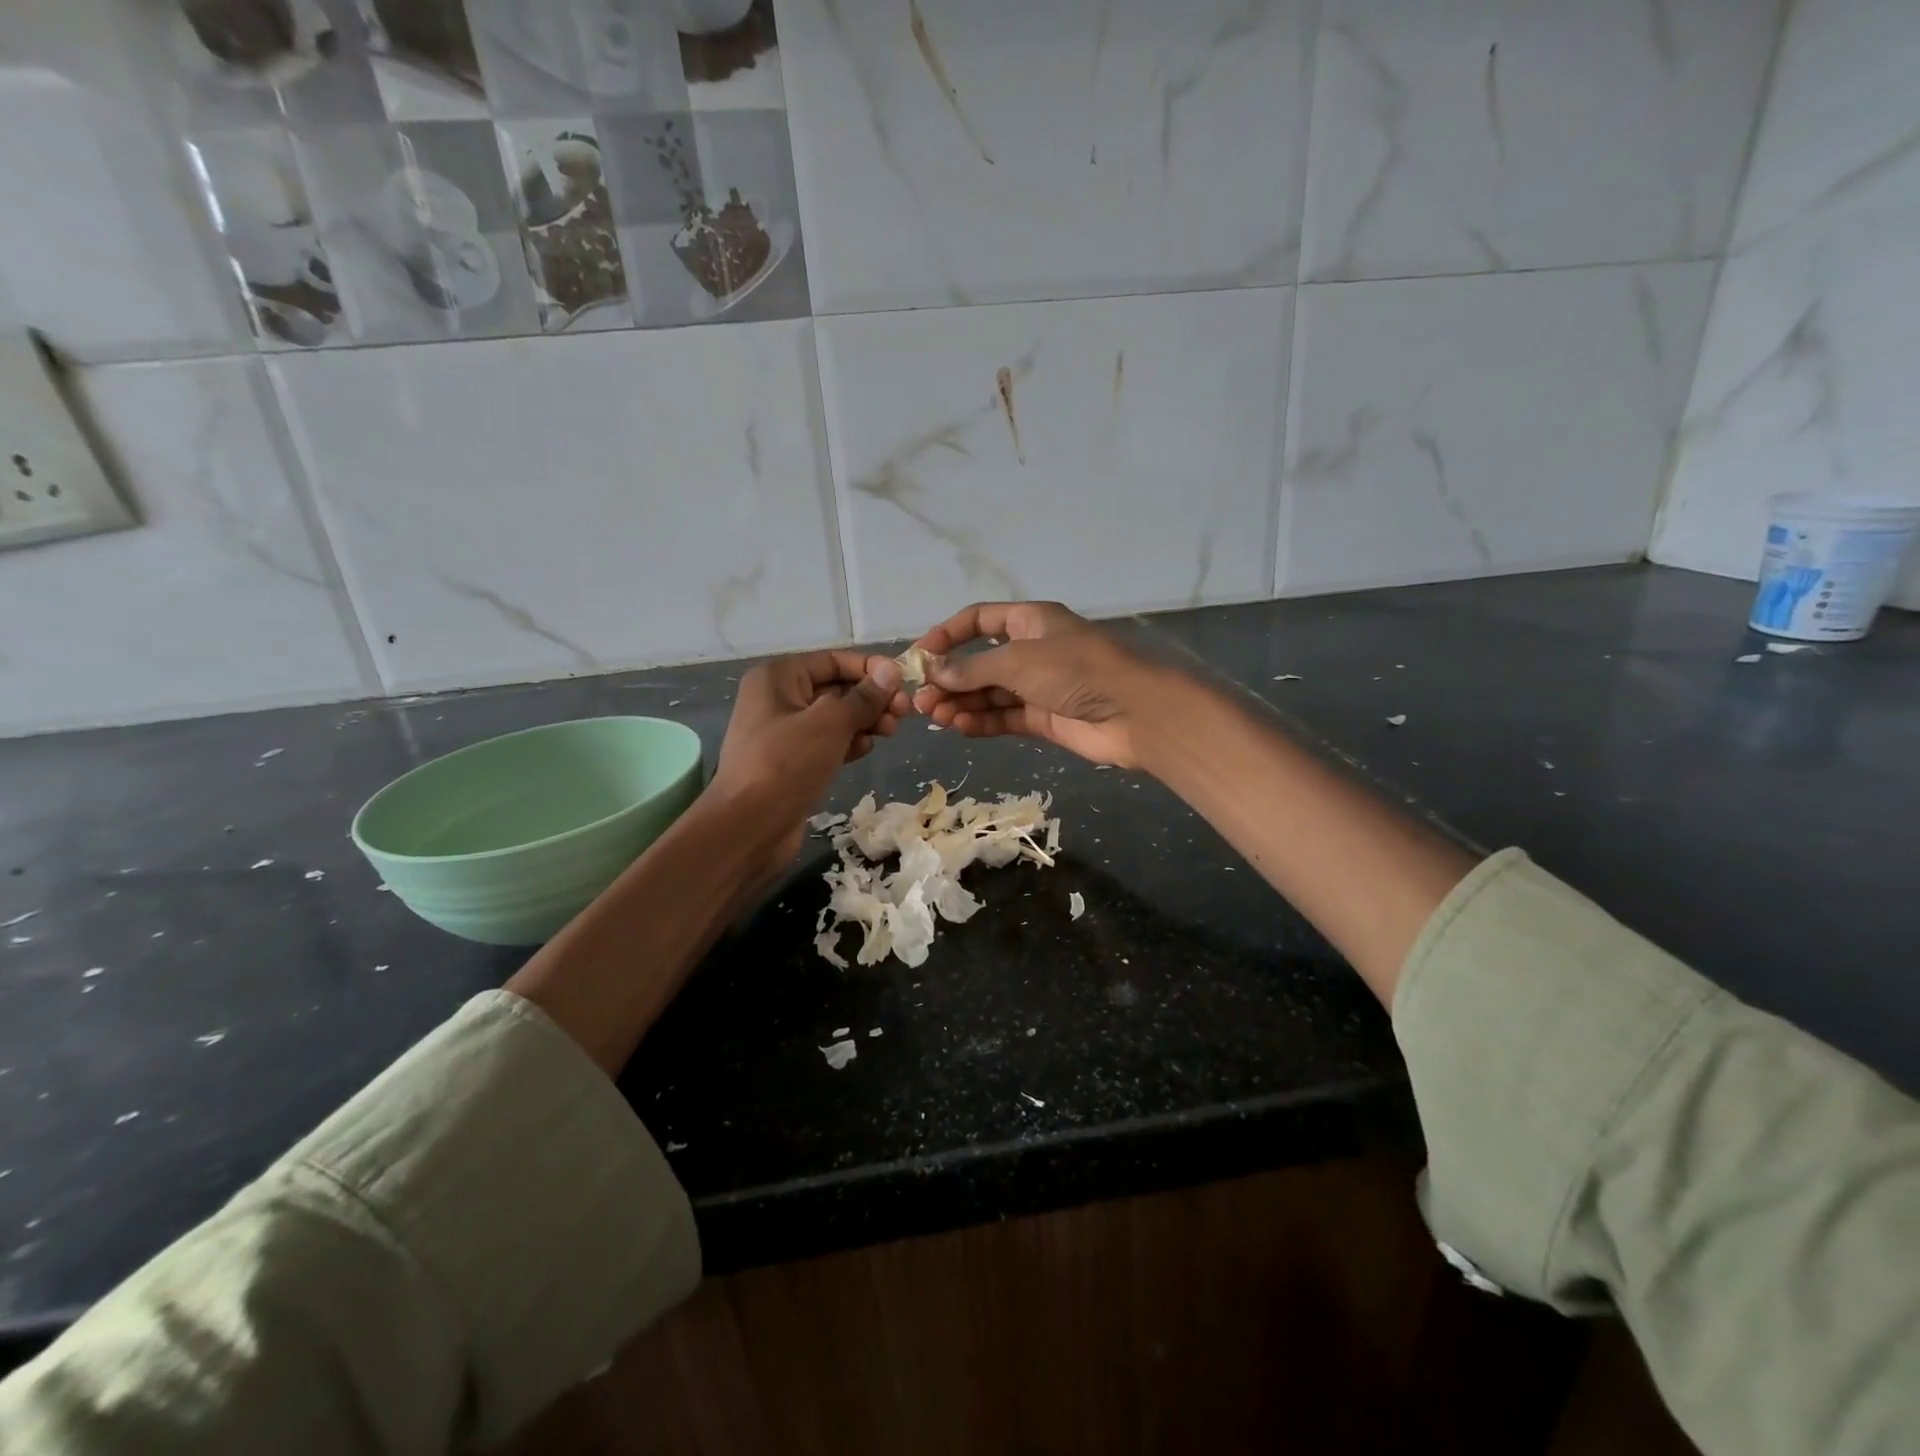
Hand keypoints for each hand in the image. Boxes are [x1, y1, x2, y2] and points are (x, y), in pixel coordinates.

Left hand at [712, 651, 909, 865]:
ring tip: (889, 732)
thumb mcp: (829, 723)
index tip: (904, 682)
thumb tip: (891, 670)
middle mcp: (779, 699)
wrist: (747, 827)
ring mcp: (785, 733)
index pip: (833, 660)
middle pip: (836, 688)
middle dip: (871, 698)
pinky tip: (865, 750)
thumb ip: (863, 697)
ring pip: (836, 717)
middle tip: (904, 713)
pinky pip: (828, 742)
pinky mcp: (793, 762)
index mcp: (779, 677)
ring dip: (865, 721)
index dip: (870, 668)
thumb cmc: (785, 764)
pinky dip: (849, 743)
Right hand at [909, 601, 1158, 768]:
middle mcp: (1032, 650)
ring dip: (961, 703)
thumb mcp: (1019, 660)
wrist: (1134, 714)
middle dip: (950, 678)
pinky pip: (1003, 717)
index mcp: (1030, 621)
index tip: (920, 656)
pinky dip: (981, 722)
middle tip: (922, 699)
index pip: (979, 620)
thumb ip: (973, 668)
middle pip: (980, 661)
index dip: (947, 634)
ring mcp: (1038, 687)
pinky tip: (959, 728)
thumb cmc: (1077, 670)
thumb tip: (933, 670)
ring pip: (989, 693)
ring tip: (934, 716)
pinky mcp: (1043, 719)